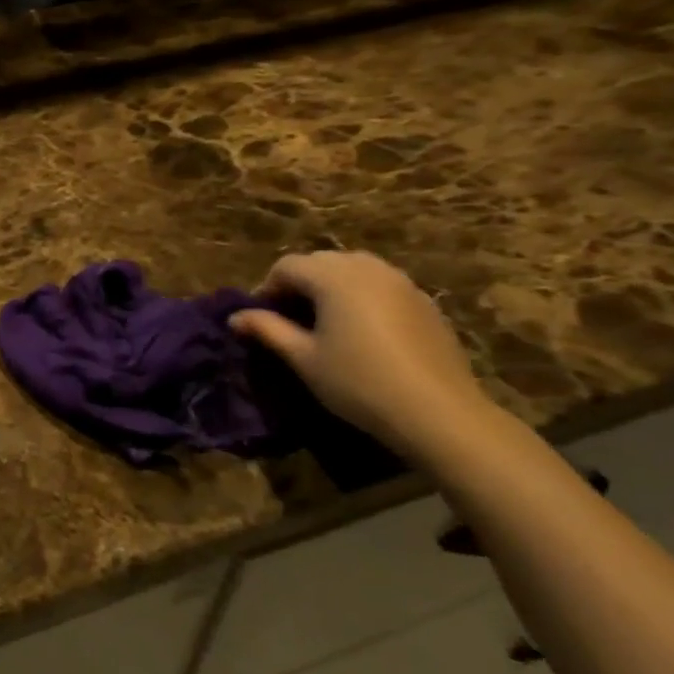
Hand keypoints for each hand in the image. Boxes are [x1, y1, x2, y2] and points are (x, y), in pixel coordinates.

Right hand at [229, 251, 496, 455]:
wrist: (438, 411)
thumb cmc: (358, 382)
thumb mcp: (303, 358)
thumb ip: (267, 330)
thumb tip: (235, 317)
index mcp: (334, 278)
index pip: (287, 266)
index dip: (266, 288)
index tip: (260, 319)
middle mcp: (368, 268)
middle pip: (321, 261)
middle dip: (298, 283)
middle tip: (288, 319)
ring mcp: (401, 282)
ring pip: (353, 268)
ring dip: (330, 285)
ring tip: (323, 321)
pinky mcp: (424, 301)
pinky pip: (381, 284)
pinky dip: (360, 295)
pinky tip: (361, 331)